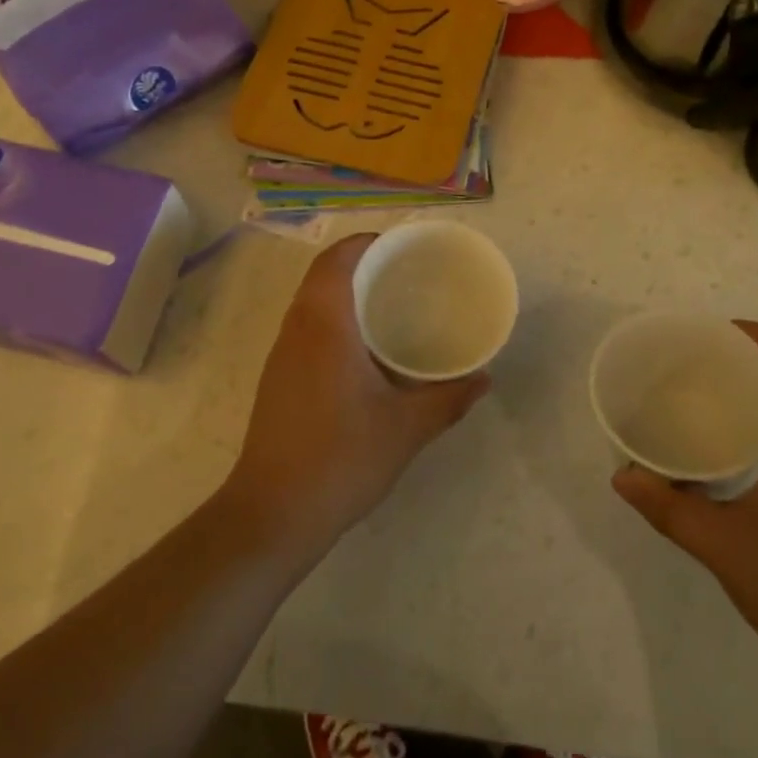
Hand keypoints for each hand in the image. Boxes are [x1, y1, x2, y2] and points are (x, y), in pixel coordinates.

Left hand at [226, 234, 489, 556]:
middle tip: (404, 273)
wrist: (272, 514)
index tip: (400, 246)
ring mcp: (281, 356)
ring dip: (344, 292)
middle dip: (360, 263)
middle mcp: (297, 330)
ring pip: (311, 302)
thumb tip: (484, 379)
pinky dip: (333, 320)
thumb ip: (448, 399)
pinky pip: (305, 328)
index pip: (336, 260)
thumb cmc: (341, 458)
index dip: (365, 242)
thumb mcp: (406, 428)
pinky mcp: (277, 380)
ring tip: (388, 304)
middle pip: (322, 275)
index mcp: (325, 326)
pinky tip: (363, 351)